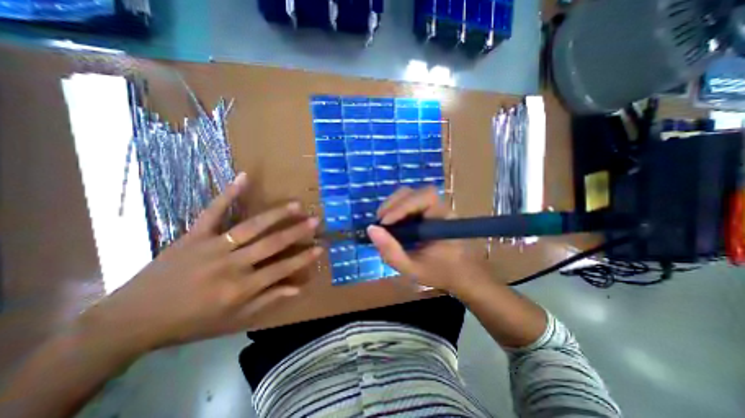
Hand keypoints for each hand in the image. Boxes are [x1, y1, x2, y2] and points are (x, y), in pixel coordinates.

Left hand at [78, 172, 322, 350]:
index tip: (320, 247)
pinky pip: (213, 211)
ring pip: (250, 227)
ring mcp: (211, 247)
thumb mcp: (233, 319)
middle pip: (270, 244)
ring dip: (275, 214)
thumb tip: (298, 289)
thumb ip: (267, 300)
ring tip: (296, 205)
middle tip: (315, 220)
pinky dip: (228, 193)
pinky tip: (244, 177)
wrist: (131, 319)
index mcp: (240, 288)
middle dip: (296, 232)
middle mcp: (230, 265)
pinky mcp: (193, 235)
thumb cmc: (190, 321)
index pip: (281, 270)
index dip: (303, 258)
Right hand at [366, 186, 489, 293]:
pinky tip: (390, 222)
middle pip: (414, 192)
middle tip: (380, 222)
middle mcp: (440, 208)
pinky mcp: (427, 210)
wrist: (460, 273)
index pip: (425, 198)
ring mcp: (433, 208)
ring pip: (410, 194)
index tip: (384, 223)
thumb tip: (371, 229)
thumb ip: (391, 252)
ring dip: (392, 205)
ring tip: (383, 222)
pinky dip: (395, 209)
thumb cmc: (440, 273)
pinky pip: (408, 202)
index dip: (402, 206)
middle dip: (393, 204)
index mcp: (443, 220)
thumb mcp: (412, 269)